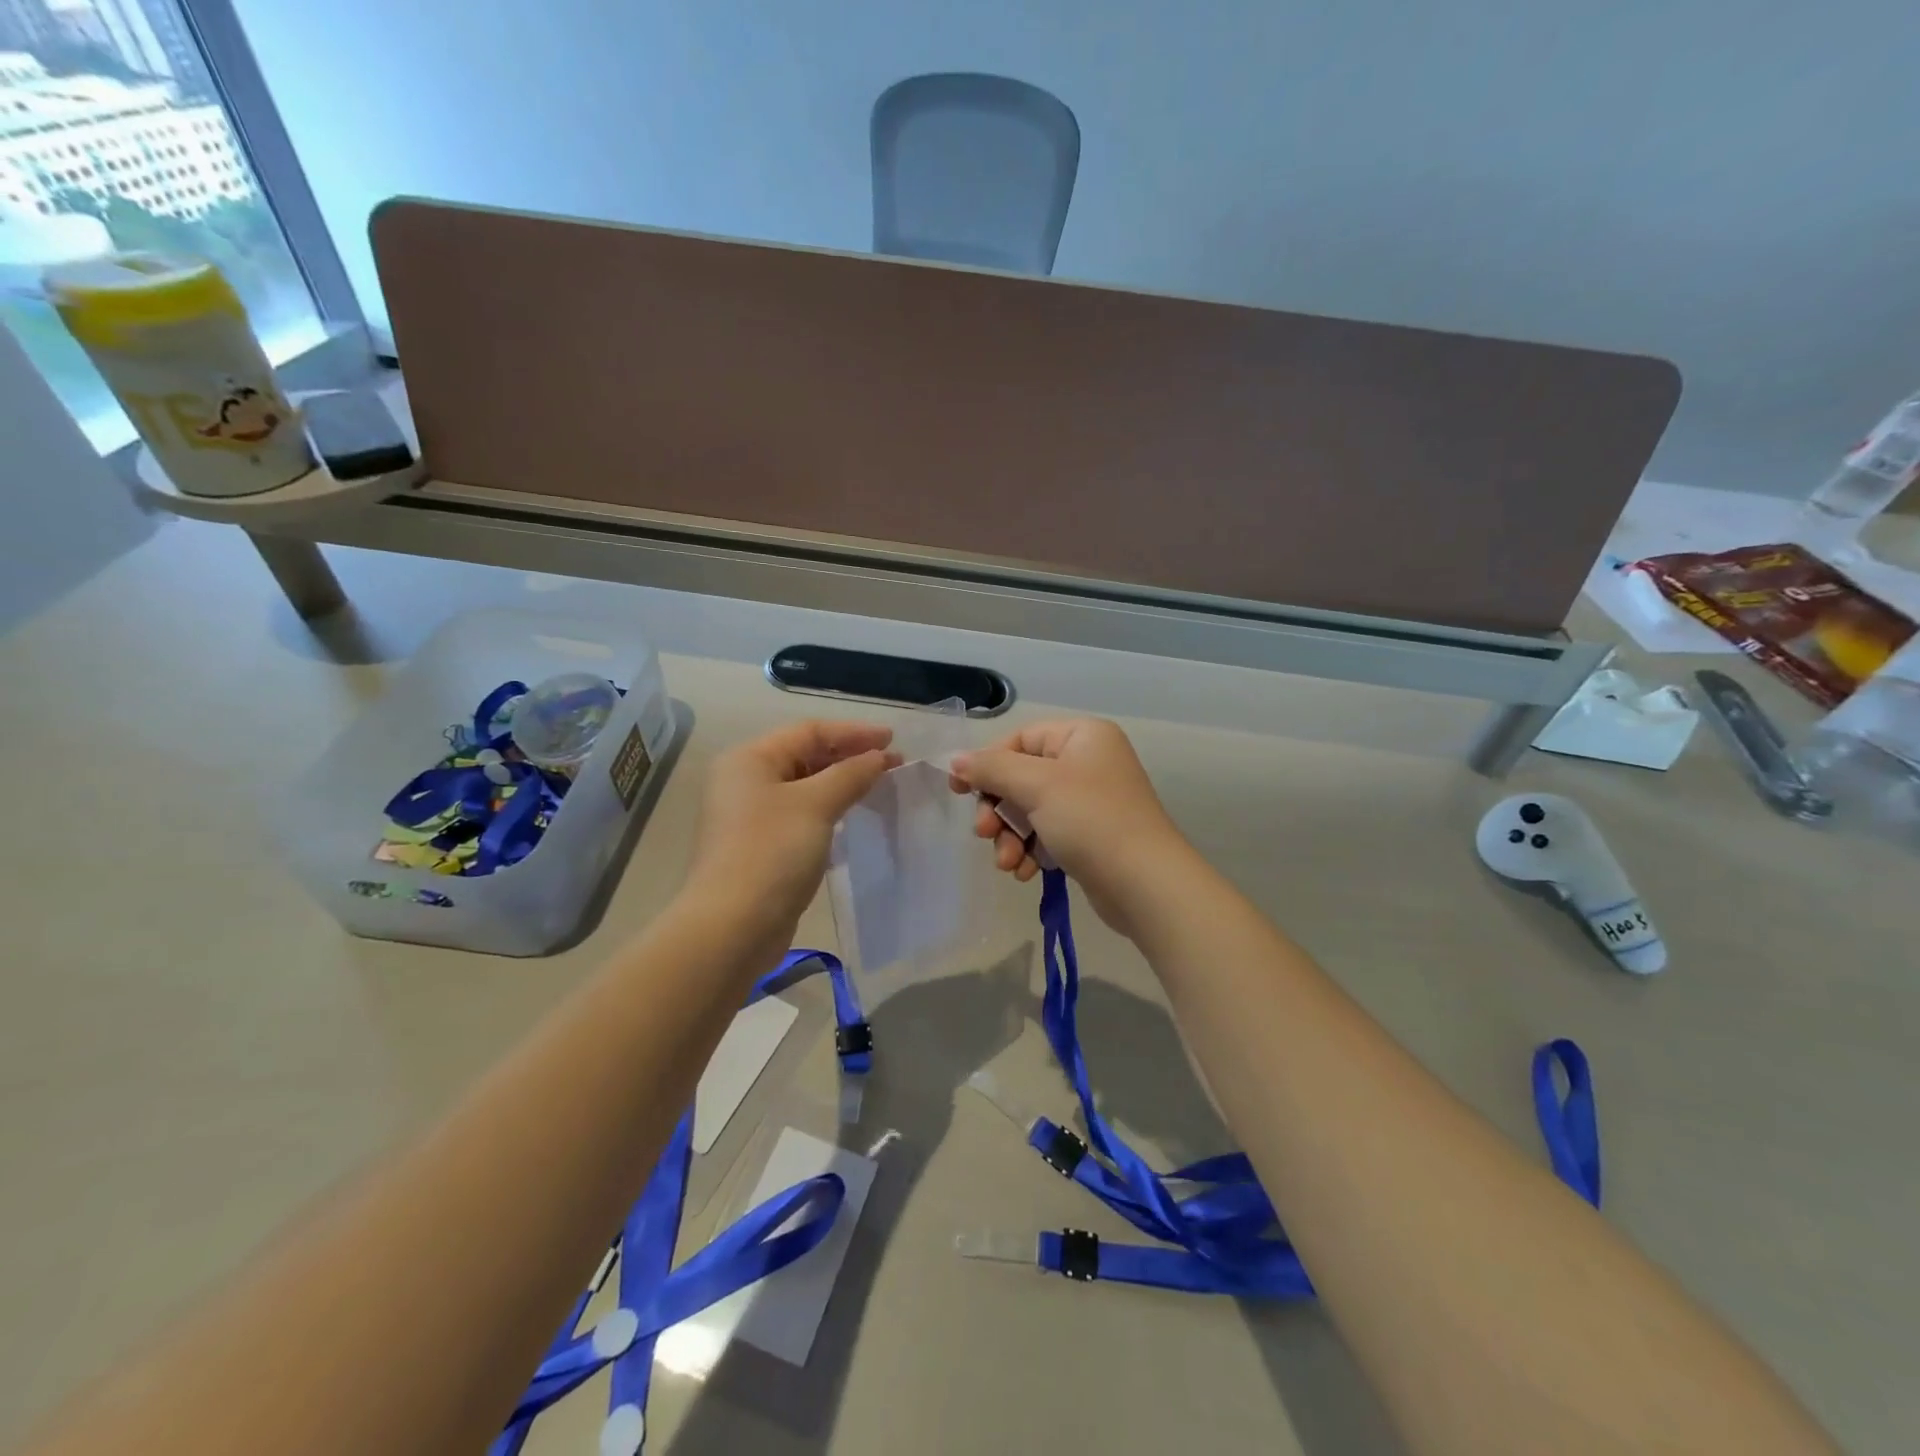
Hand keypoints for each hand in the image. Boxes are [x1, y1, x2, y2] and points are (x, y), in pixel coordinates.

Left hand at [686, 720, 900, 940]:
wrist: (733, 926)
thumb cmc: (772, 853)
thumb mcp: (816, 805)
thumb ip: (850, 774)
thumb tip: (879, 757)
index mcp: (750, 759)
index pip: (809, 731)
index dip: (854, 733)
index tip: (893, 741)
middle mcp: (745, 780)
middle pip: (805, 755)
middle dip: (850, 757)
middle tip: (892, 765)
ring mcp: (751, 815)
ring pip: (805, 786)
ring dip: (842, 783)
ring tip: (879, 786)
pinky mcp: (761, 845)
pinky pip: (802, 814)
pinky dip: (829, 808)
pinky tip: (853, 816)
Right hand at [948, 718, 1188, 931]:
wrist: (1145, 884)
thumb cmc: (1091, 820)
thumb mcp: (1036, 785)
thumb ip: (992, 768)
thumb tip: (956, 760)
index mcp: (1082, 736)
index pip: (1019, 739)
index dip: (986, 764)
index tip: (958, 791)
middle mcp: (1088, 762)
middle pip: (1021, 777)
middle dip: (999, 809)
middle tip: (985, 833)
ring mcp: (1091, 801)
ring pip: (1030, 810)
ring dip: (1012, 837)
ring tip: (1009, 863)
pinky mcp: (1090, 835)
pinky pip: (1047, 834)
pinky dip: (1032, 851)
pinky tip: (1028, 873)